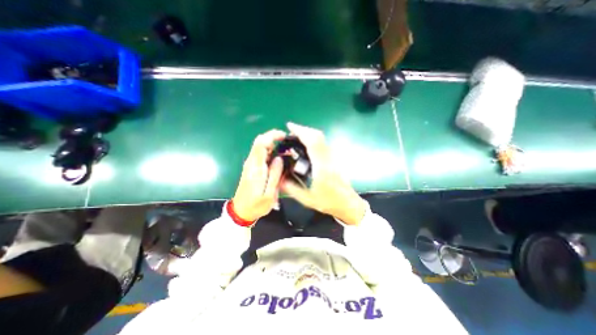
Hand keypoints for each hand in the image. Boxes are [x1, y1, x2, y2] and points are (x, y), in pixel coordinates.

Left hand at [233, 130, 285, 222]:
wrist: (241, 212)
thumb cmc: (256, 205)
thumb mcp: (269, 193)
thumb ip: (274, 175)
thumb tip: (279, 158)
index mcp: (256, 168)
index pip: (261, 143)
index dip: (272, 136)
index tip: (284, 136)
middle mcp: (251, 163)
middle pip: (259, 142)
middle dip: (273, 138)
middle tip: (288, 144)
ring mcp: (250, 165)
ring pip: (260, 147)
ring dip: (273, 145)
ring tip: (286, 151)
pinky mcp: (251, 168)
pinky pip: (261, 155)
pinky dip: (270, 152)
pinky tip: (278, 158)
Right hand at [281, 122, 367, 225]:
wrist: (347, 202)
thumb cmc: (328, 202)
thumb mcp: (306, 199)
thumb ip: (291, 188)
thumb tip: (279, 178)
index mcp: (321, 167)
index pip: (313, 142)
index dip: (301, 131)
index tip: (290, 126)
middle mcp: (328, 158)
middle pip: (318, 136)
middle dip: (303, 130)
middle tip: (291, 131)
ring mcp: (333, 157)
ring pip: (321, 139)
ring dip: (308, 134)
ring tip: (296, 137)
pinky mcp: (334, 158)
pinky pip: (323, 143)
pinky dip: (313, 140)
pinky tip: (306, 145)